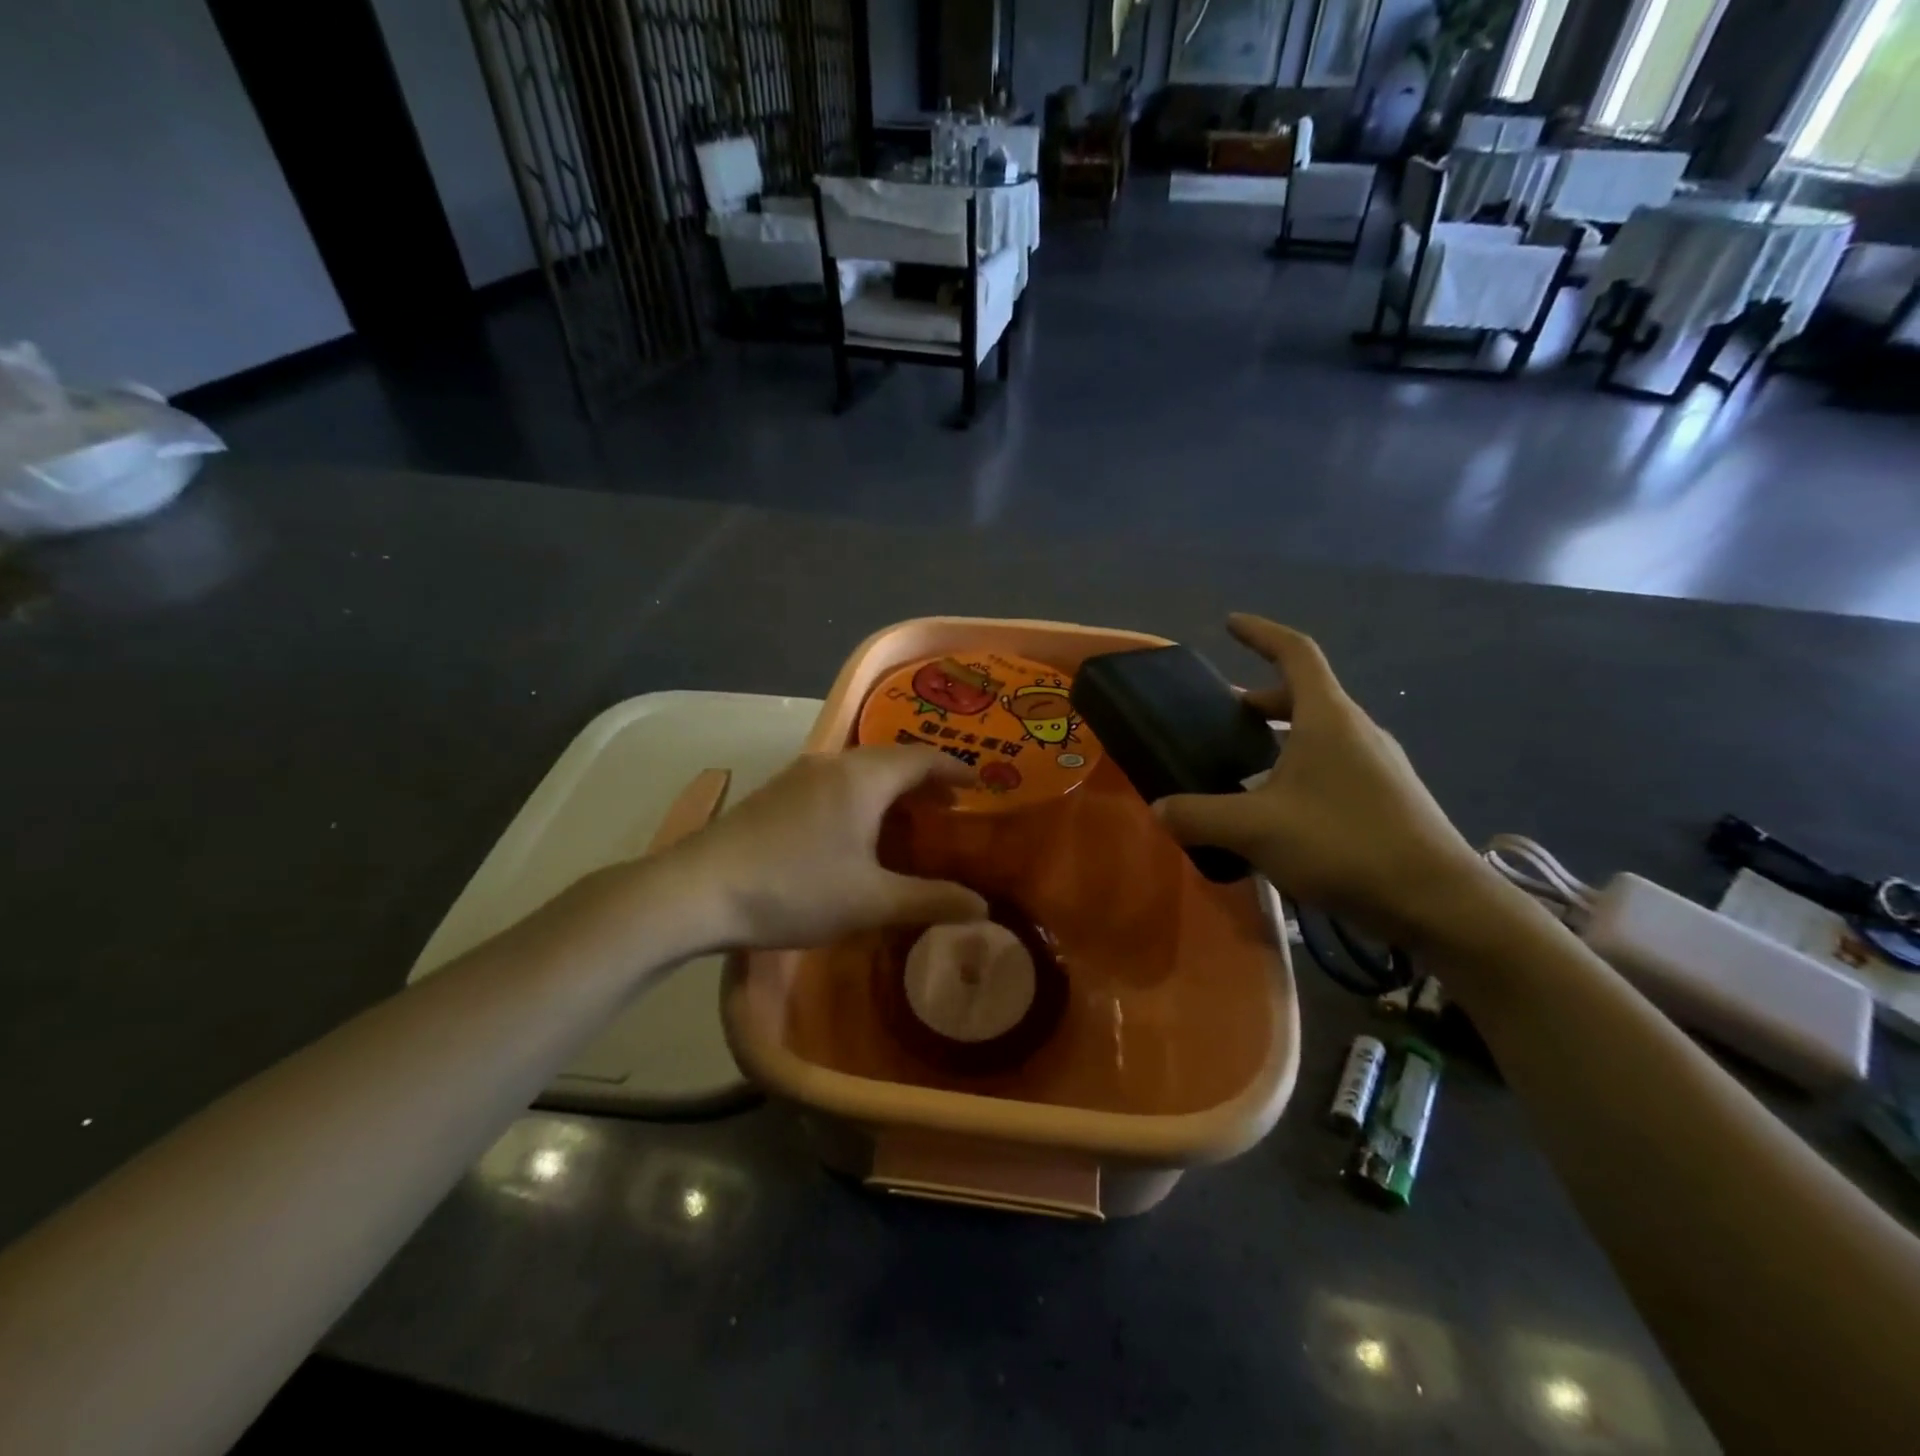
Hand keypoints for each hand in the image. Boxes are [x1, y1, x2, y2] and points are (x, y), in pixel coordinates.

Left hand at [661, 746, 988, 950]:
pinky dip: (861, 795)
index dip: (955, 769)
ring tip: (908, 818)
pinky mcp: (775, 793)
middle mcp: (832, 764)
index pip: (922, 758)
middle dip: (924, 779)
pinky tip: (856, 828)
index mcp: (862, 778)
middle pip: (891, 759)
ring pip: (859, 769)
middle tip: (949, 806)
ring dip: (890, 787)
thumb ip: (930, 901)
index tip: (979, 785)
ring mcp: (799, 775)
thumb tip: (983, 907)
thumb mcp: (870, 901)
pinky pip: (834, 782)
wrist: (697, 890)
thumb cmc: (794, 889)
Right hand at [1155, 615, 1487, 945]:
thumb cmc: (1344, 844)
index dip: (1260, 633)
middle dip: (1260, 700)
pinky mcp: (1389, 798)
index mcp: (1328, 718)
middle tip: (1222, 716)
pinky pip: (1334, 765)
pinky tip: (1280, 810)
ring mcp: (1379, 764)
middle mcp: (1357, 730)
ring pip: (1320, 734)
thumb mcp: (1256, 830)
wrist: (1438, 902)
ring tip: (1243, 765)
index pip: (1295, 653)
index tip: (1230, 624)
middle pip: (1305, 695)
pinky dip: (1300, 768)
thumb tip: (1160, 809)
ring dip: (1280, 737)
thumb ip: (1200, 816)